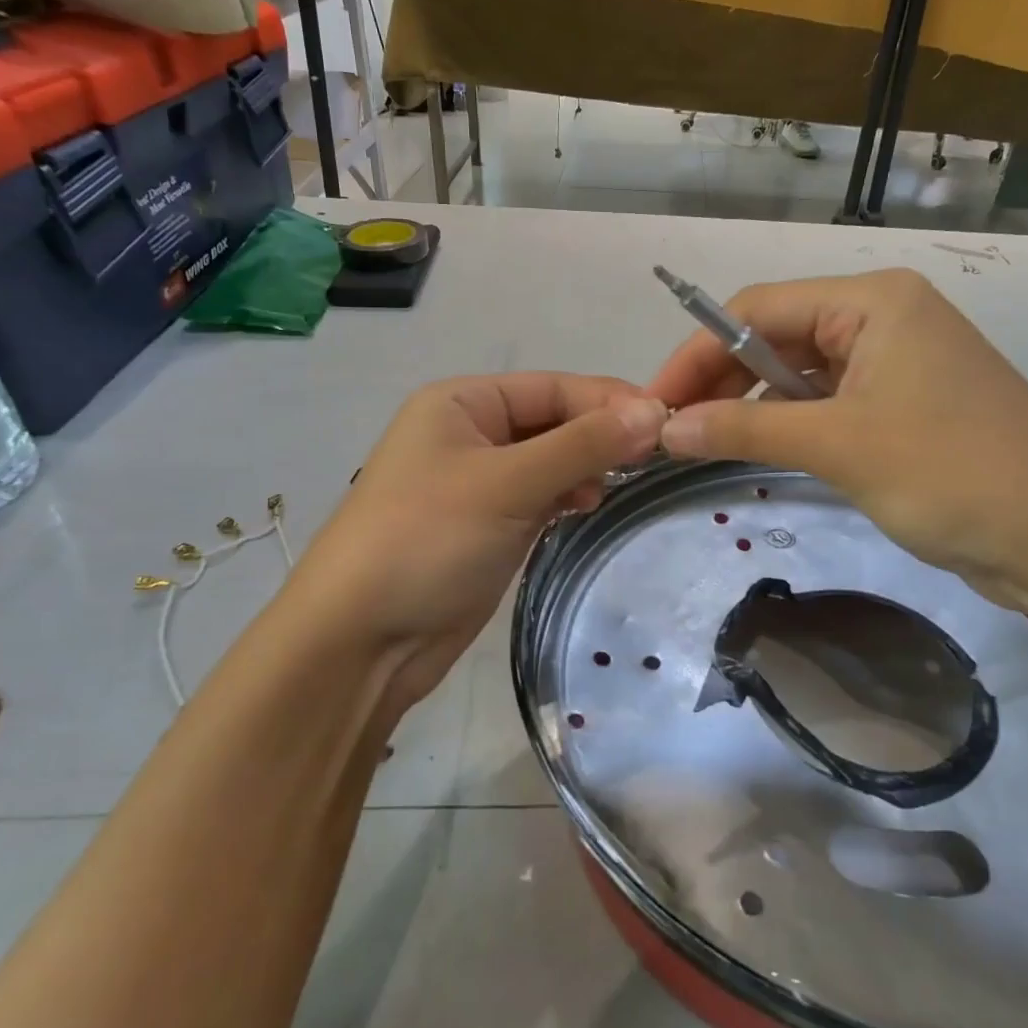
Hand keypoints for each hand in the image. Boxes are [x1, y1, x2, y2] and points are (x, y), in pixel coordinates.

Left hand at [286, 374, 667, 720]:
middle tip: (655, 458)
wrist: (360, 640)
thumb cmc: (427, 540)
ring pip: (549, 460)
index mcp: (462, 402)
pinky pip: (538, 496)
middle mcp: (468, 433)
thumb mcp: (506, 484)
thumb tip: (653, 412)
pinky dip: (566, 496)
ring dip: (585, 467)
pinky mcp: (486, 526)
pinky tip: (587, 506)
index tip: (667, 423)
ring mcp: (477, 482)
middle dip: (599, 435)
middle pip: (552, 421)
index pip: (552, 387)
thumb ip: (582, 445)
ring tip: (618, 485)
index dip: (608, 401)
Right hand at [645, 270, 1027, 586]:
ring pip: (797, 372)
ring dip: (750, 405)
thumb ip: (744, 429)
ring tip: (701, 442)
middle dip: (720, 380)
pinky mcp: (901, 406)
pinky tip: (754, 449)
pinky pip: (825, 402)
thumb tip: (665, 427)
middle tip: (671, 430)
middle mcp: (882, 318)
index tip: (653, 402)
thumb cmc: (953, 474)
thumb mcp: (839, 445)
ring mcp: (894, 363)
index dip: (698, 352)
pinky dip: (786, 423)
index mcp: (873, 301)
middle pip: (775, 336)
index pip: (758, 309)